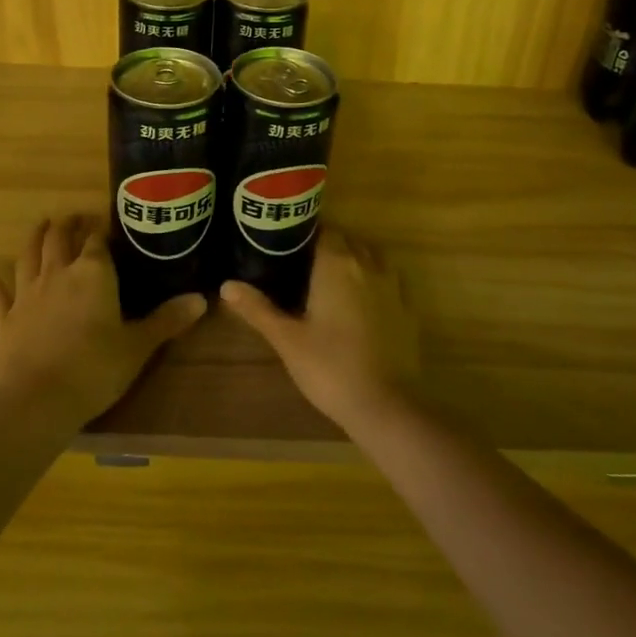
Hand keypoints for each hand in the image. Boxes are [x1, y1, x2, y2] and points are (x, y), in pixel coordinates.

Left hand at [0, 215, 205, 429]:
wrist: (39, 400)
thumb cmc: (96, 368)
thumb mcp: (139, 346)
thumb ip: (168, 320)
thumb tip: (203, 299)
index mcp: (93, 275)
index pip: (97, 242)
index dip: (101, 231)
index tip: (105, 224)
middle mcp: (58, 275)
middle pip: (60, 240)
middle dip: (68, 226)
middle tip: (74, 217)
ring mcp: (27, 294)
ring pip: (29, 256)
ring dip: (35, 238)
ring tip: (41, 224)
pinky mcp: (4, 319)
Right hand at [221, 228, 420, 432]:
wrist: (384, 406)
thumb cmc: (329, 367)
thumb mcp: (286, 339)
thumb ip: (258, 308)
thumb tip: (227, 285)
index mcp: (336, 264)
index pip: (324, 231)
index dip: (306, 235)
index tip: (288, 246)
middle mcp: (368, 265)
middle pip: (348, 242)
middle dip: (329, 248)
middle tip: (303, 267)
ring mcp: (393, 287)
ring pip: (372, 259)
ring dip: (354, 263)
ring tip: (331, 284)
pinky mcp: (408, 311)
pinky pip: (388, 284)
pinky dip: (374, 286)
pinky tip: (361, 308)